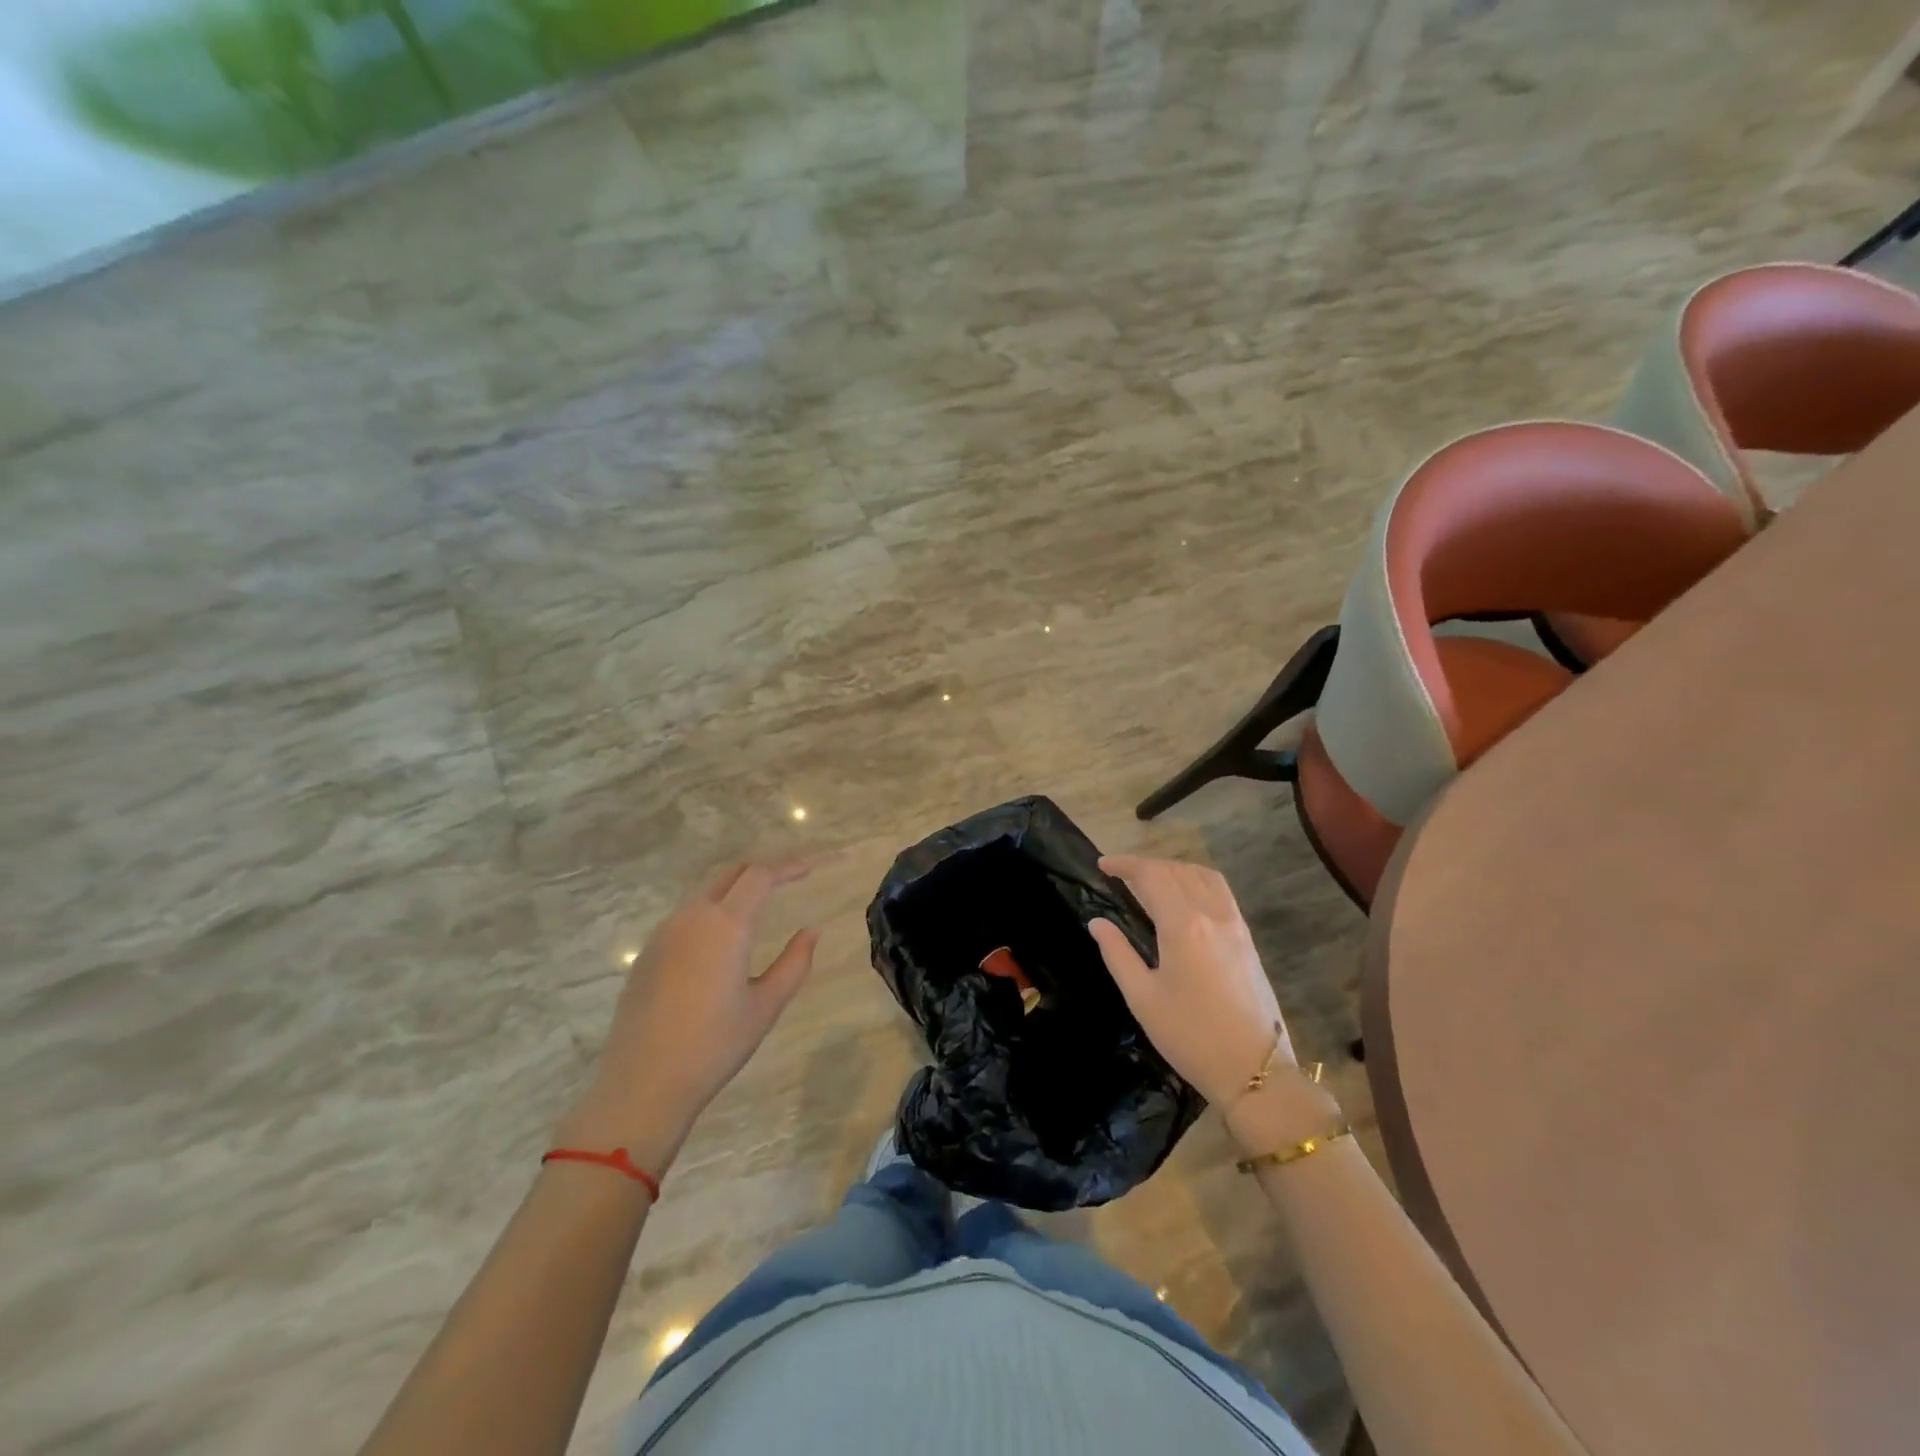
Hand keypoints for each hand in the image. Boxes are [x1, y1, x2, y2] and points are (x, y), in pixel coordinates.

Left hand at [558, 862, 818, 1168]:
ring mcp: (664, 933)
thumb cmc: (714, 1046)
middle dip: (762, 869)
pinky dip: (712, 909)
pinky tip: (722, 936)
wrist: (642, 1084)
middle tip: (790, 878)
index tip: (811, 868)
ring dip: (735, 887)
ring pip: (705, 891)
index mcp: (726, 925)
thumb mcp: (766, 1006)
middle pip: (730, 873)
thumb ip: (794, 963)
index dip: (789, 866)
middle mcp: (692, 917)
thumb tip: (811, 931)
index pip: (761, 875)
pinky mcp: (648, 953)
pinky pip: (686, 914)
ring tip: (761, 902)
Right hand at [1087, 854, 1292, 1107]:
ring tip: (1151, 881)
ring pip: (1202, 875)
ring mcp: (1234, 924)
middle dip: (1145, 865)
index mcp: (1183, 925)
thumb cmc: (1190, 1037)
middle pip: (1176, 870)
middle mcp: (1212, 914)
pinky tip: (1184, 897)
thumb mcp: (1142, 998)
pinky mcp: (1247, 938)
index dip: (1125, 865)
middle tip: (1119, 875)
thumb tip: (1097, 922)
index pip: (1151, 876)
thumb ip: (1117, 954)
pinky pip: (1220, 891)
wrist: (1256, 1071)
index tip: (1102, 865)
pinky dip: (1196, 880)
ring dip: (1173, 868)